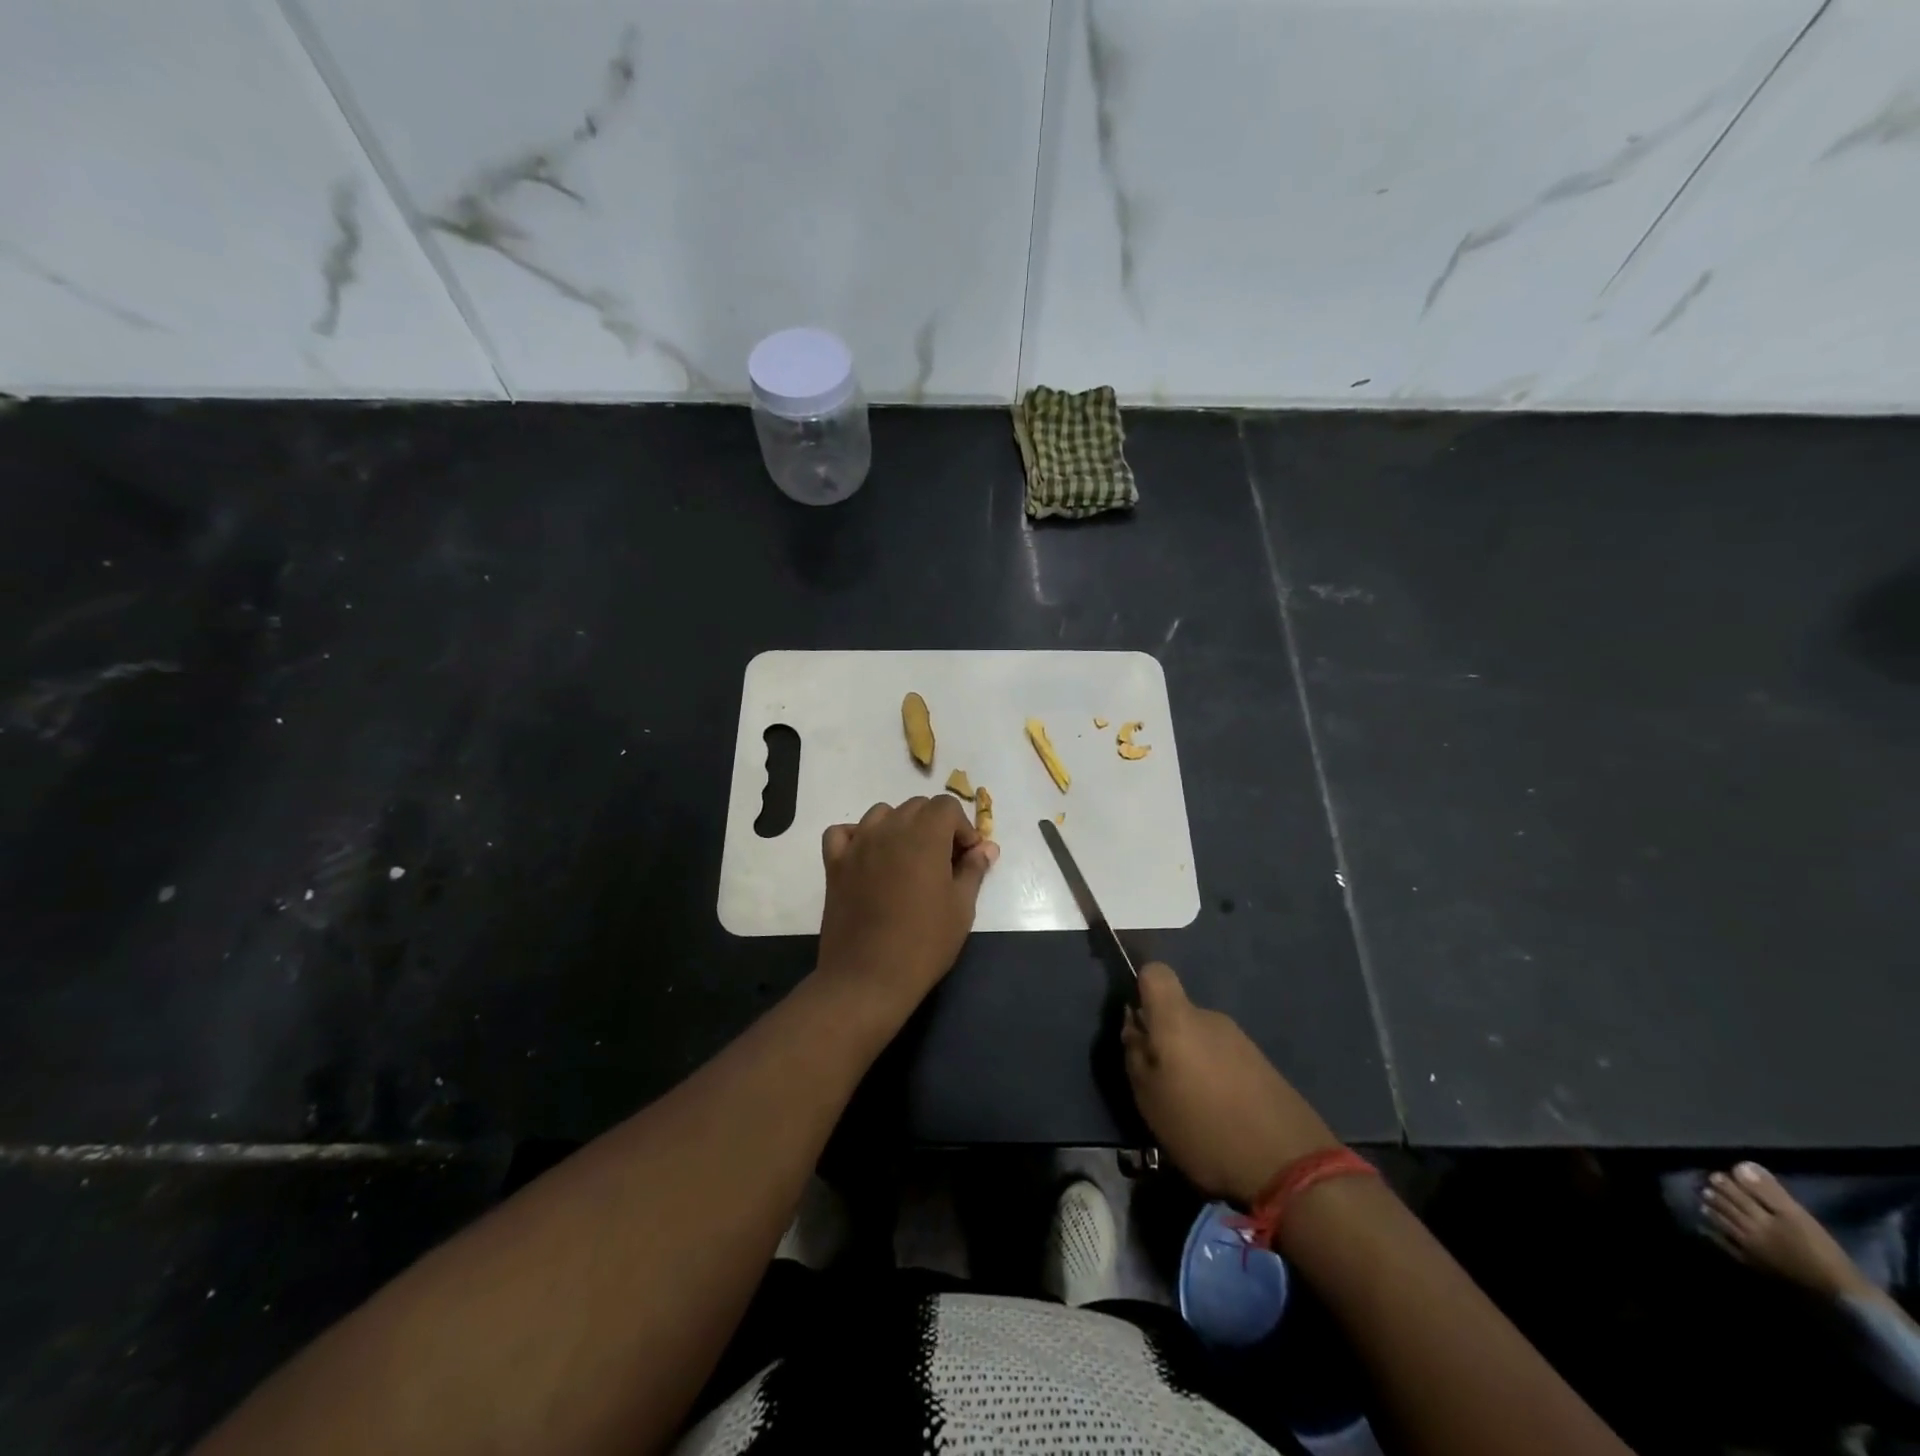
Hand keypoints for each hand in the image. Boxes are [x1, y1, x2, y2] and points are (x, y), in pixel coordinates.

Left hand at [817, 796, 998, 1013]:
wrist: (868, 978)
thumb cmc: (924, 943)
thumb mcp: (962, 907)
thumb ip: (974, 869)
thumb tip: (986, 848)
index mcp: (924, 835)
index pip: (947, 806)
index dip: (963, 828)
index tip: (968, 858)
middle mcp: (889, 829)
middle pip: (916, 807)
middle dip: (935, 825)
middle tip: (944, 861)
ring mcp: (858, 844)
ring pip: (881, 814)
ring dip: (899, 827)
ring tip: (908, 859)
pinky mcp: (834, 864)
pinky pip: (844, 833)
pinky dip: (857, 836)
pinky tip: (869, 857)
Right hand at [1122, 962, 1338, 1204]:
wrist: (1289, 1164)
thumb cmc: (1204, 1127)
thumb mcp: (1149, 1098)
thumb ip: (1135, 1053)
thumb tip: (1134, 1023)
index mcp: (1178, 1019)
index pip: (1155, 972)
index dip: (1140, 986)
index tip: (1137, 1022)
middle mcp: (1211, 1018)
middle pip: (1177, 1012)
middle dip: (1165, 1039)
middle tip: (1159, 1082)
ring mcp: (1240, 1040)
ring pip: (1201, 1038)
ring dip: (1191, 1062)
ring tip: (1192, 1107)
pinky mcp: (1262, 1064)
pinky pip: (1224, 1058)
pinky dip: (1216, 1078)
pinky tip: (1220, 1115)